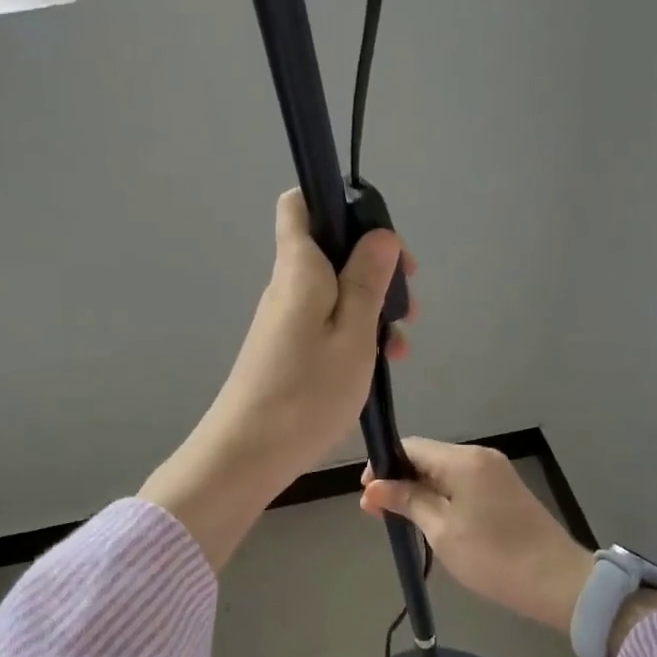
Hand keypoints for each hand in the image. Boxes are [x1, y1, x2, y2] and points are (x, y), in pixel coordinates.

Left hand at [143, 190, 414, 570]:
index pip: (301, 204)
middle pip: (331, 250)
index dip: (339, 203)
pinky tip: (379, 363)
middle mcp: (288, 285)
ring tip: (401, 344)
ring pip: (335, 291)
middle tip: (409, 299)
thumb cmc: (307, 391)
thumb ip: (367, 280)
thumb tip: (380, 235)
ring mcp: (286, 318)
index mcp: (299, 268)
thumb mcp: (353, 333)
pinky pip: (326, 322)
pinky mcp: (286, 347)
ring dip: (372, 307)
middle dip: (375, 266)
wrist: (248, 453)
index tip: (379, 234)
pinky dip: (355, 332)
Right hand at [360, 439, 592, 633]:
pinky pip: (461, 483)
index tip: (367, 496)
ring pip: (443, 471)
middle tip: (377, 514)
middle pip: (427, 457)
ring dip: (419, 491)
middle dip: (399, 480)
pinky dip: (441, 496)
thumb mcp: (442, 531)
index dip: (384, 466)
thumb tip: (373, 487)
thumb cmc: (493, 556)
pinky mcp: (504, 490)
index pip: (411, 447)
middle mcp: (479, 456)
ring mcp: (495, 472)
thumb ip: (407, 501)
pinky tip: (430, 520)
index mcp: (463, 460)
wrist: (557, 582)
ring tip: (400, 520)